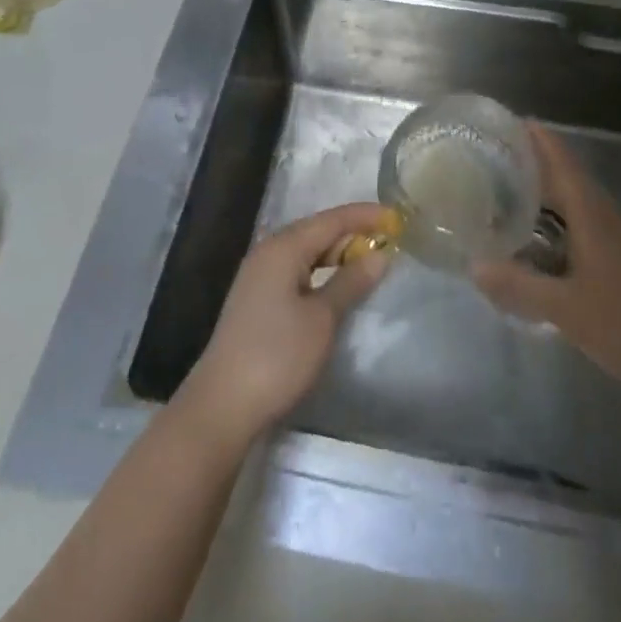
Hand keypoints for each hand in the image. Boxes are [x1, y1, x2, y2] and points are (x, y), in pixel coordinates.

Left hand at [177, 202, 393, 446]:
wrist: (223, 405)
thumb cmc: (277, 356)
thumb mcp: (322, 318)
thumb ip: (351, 281)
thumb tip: (380, 254)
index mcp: (283, 247)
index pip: (331, 219)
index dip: (365, 216)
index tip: (397, 217)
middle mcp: (268, 252)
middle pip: (317, 231)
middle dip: (353, 233)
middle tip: (390, 241)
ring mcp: (260, 276)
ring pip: (306, 252)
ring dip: (338, 253)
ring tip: (370, 260)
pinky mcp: (258, 299)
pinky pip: (297, 270)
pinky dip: (322, 271)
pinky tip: (338, 285)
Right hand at [472, 125, 620, 403]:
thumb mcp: (564, 309)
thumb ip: (517, 286)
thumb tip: (473, 264)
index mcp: (593, 216)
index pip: (564, 162)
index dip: (539, 138)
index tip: (508, 121)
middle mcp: (606, 218)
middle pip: (568, 176)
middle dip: (534, 161)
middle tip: (493, 155)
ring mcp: (617, 240)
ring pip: (575, 202)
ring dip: (545, 190)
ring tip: (505, 189)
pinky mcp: (620, 262)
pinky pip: (580, 225)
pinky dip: (555, 219)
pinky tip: (535, 238)